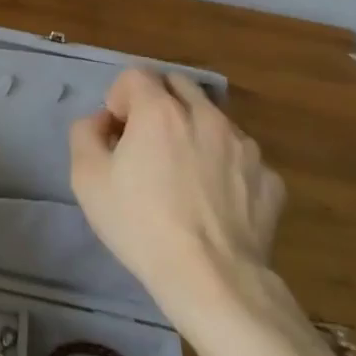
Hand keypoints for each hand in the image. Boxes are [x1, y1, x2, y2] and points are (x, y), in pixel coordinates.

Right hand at [69, 68, 284, 317]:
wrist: (212, 280)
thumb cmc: (141, 225)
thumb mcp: (86, 178)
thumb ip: (85, 133)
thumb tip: (102, 122)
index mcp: (160, 110)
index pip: (135, 75)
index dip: (119, 98)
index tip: (116, 132)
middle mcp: (206, 115)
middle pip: (178, 85)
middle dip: (158, 102)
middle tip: (147, 142)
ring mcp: (245, 146)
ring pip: (213, 119)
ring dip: (194, 131)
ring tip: (184, 175)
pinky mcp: (270, 178)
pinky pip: (240, 158)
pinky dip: (225, 167)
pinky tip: (215, 202)